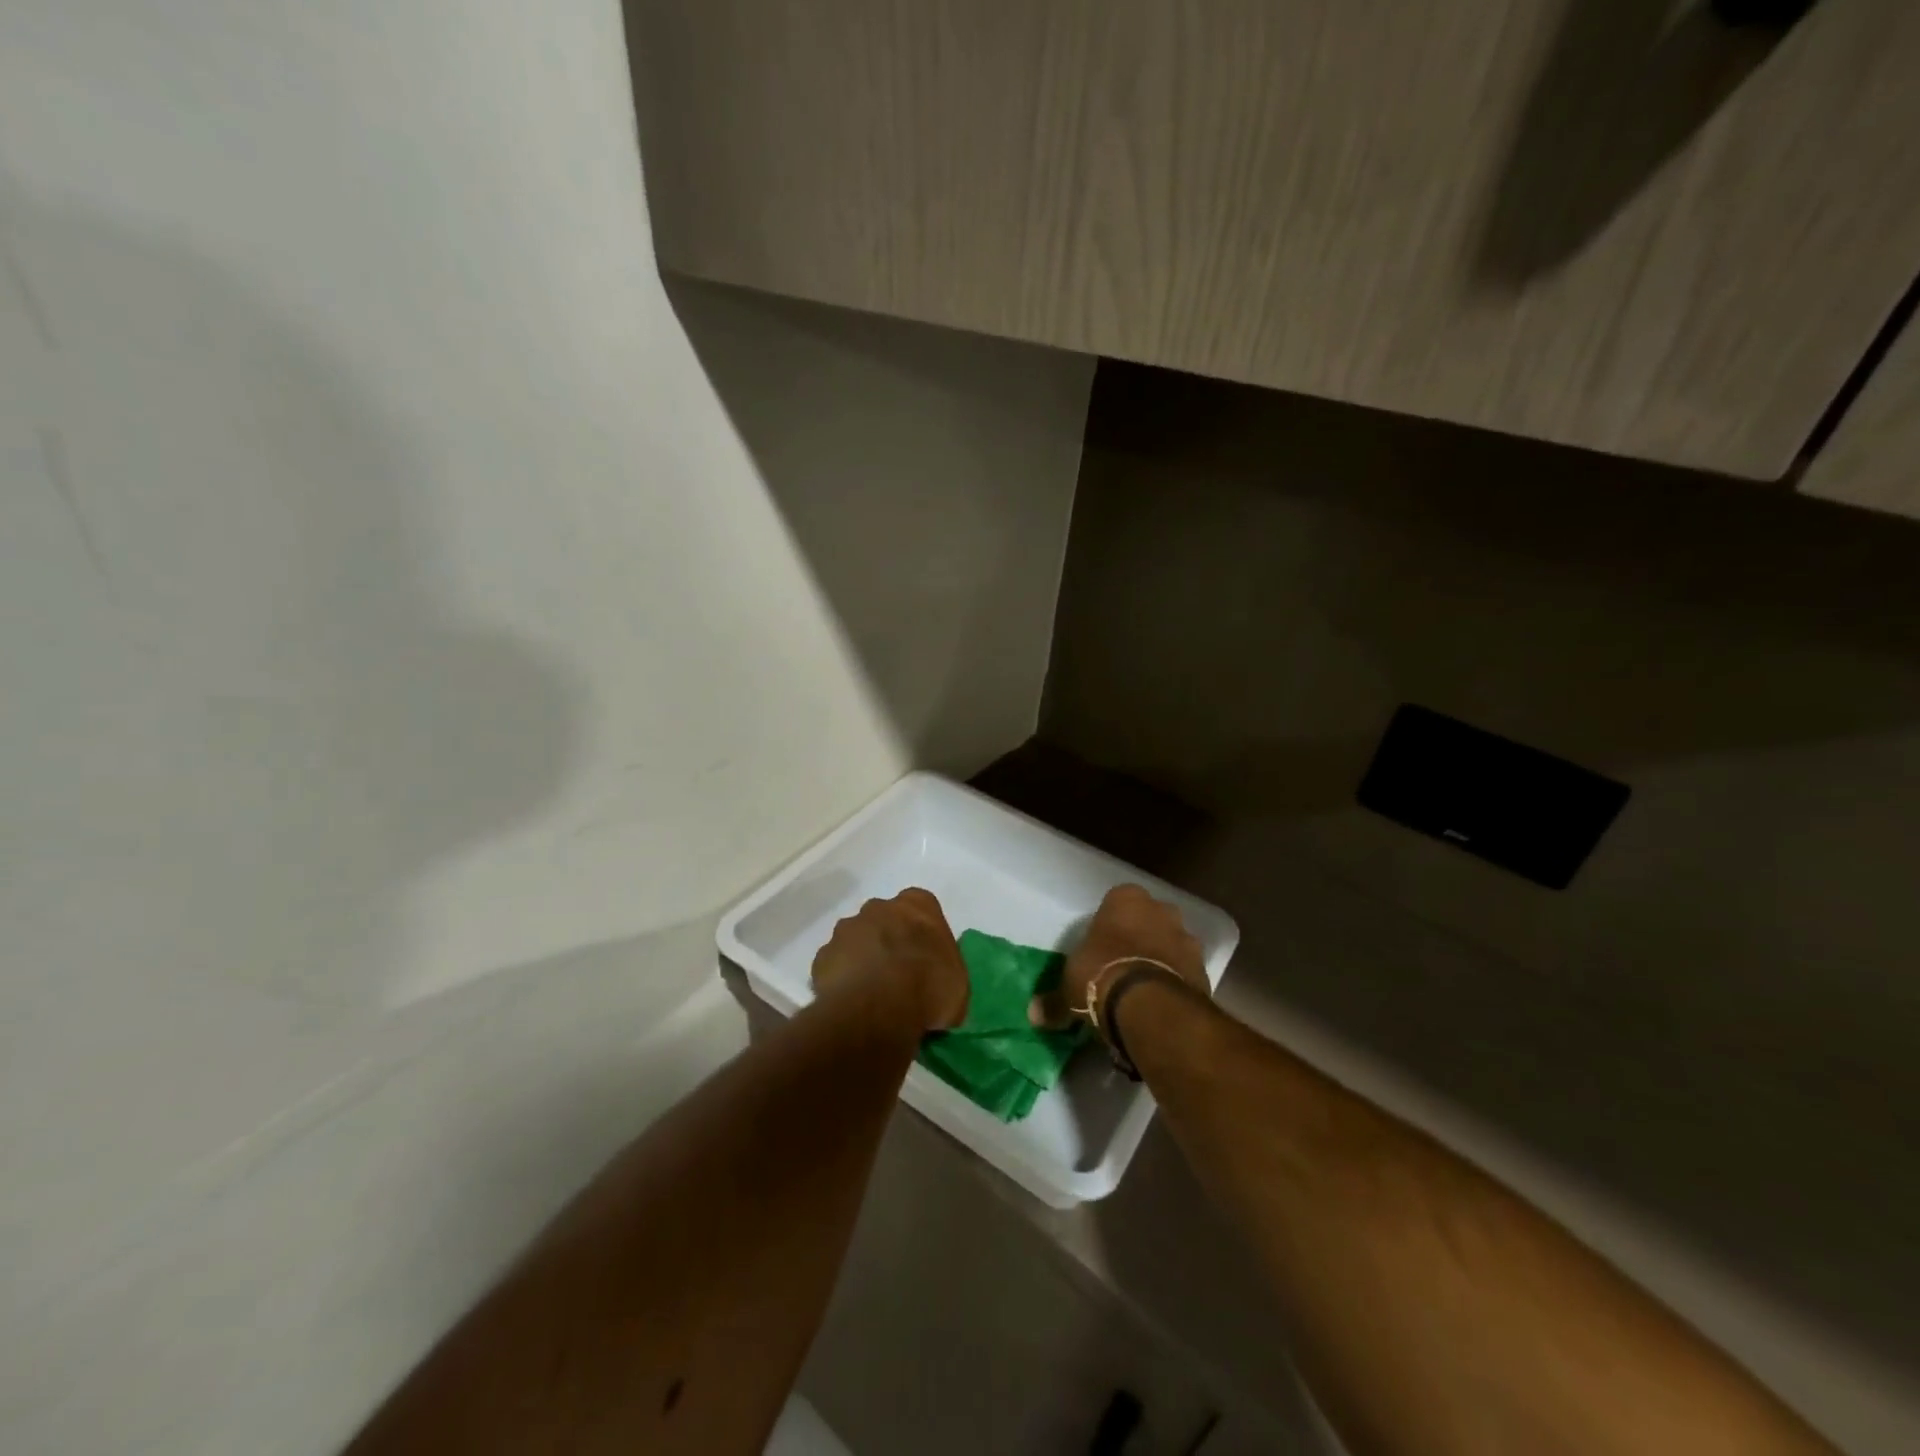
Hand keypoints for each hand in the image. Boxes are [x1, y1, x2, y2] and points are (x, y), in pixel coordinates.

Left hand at [811, 888, 969, 1032]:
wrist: (879, 1008)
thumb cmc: (929, 988)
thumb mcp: (957, 984)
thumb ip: (945, 971)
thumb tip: (937, 983)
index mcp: (917, 904)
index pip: (921, 906)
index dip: (922, 931)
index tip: (925, 956)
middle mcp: (879, 907)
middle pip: (884, 918)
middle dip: (888, 939)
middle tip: (898, 974)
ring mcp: (846, 929)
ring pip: (855, 939)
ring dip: (863, 957)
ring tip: (872, 992)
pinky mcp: (822, 955)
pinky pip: (835, 964)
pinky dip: (842, 978)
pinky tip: (852, 1002)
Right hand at [1032, 883, 1208, 1029]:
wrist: (1150, 1006)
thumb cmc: (1101, 975)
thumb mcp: (1068, 987)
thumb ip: (1054, 1000)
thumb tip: (1034, 1014)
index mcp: (1125, 899)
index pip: (1116, 902)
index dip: (1108, 925)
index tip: (1100, 948)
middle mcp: (1160, 910)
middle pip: (1148, 921)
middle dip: (1138, 939)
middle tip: (1120, 969)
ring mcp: (1186, 938)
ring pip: (1170, 945)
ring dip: (1160, 962)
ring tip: (1141, 994)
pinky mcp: (1204, 969)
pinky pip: (1184, 972)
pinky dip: (1175, 984)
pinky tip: (1159, 1007)